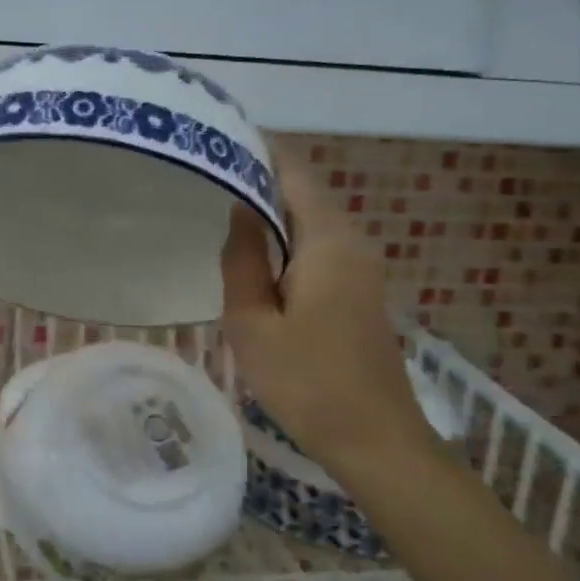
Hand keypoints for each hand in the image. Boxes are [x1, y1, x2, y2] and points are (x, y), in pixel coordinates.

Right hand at [220, 156, 425, 462]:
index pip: (293, 171)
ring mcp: (360, 266)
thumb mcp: (253, 323)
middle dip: (257, 177)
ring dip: (268, 210)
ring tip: (216, 205)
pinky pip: (316, 245)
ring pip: (308, 219)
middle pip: (301, 191)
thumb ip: (242, 259)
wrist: (376, 441)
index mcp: (328, 240)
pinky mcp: (358, 290)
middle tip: (203, 174)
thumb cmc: (308, 382)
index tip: (215, 139)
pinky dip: (283, 237)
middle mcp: (351, 241)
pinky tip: (252, 253)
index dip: (257, 149)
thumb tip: (238, 209)